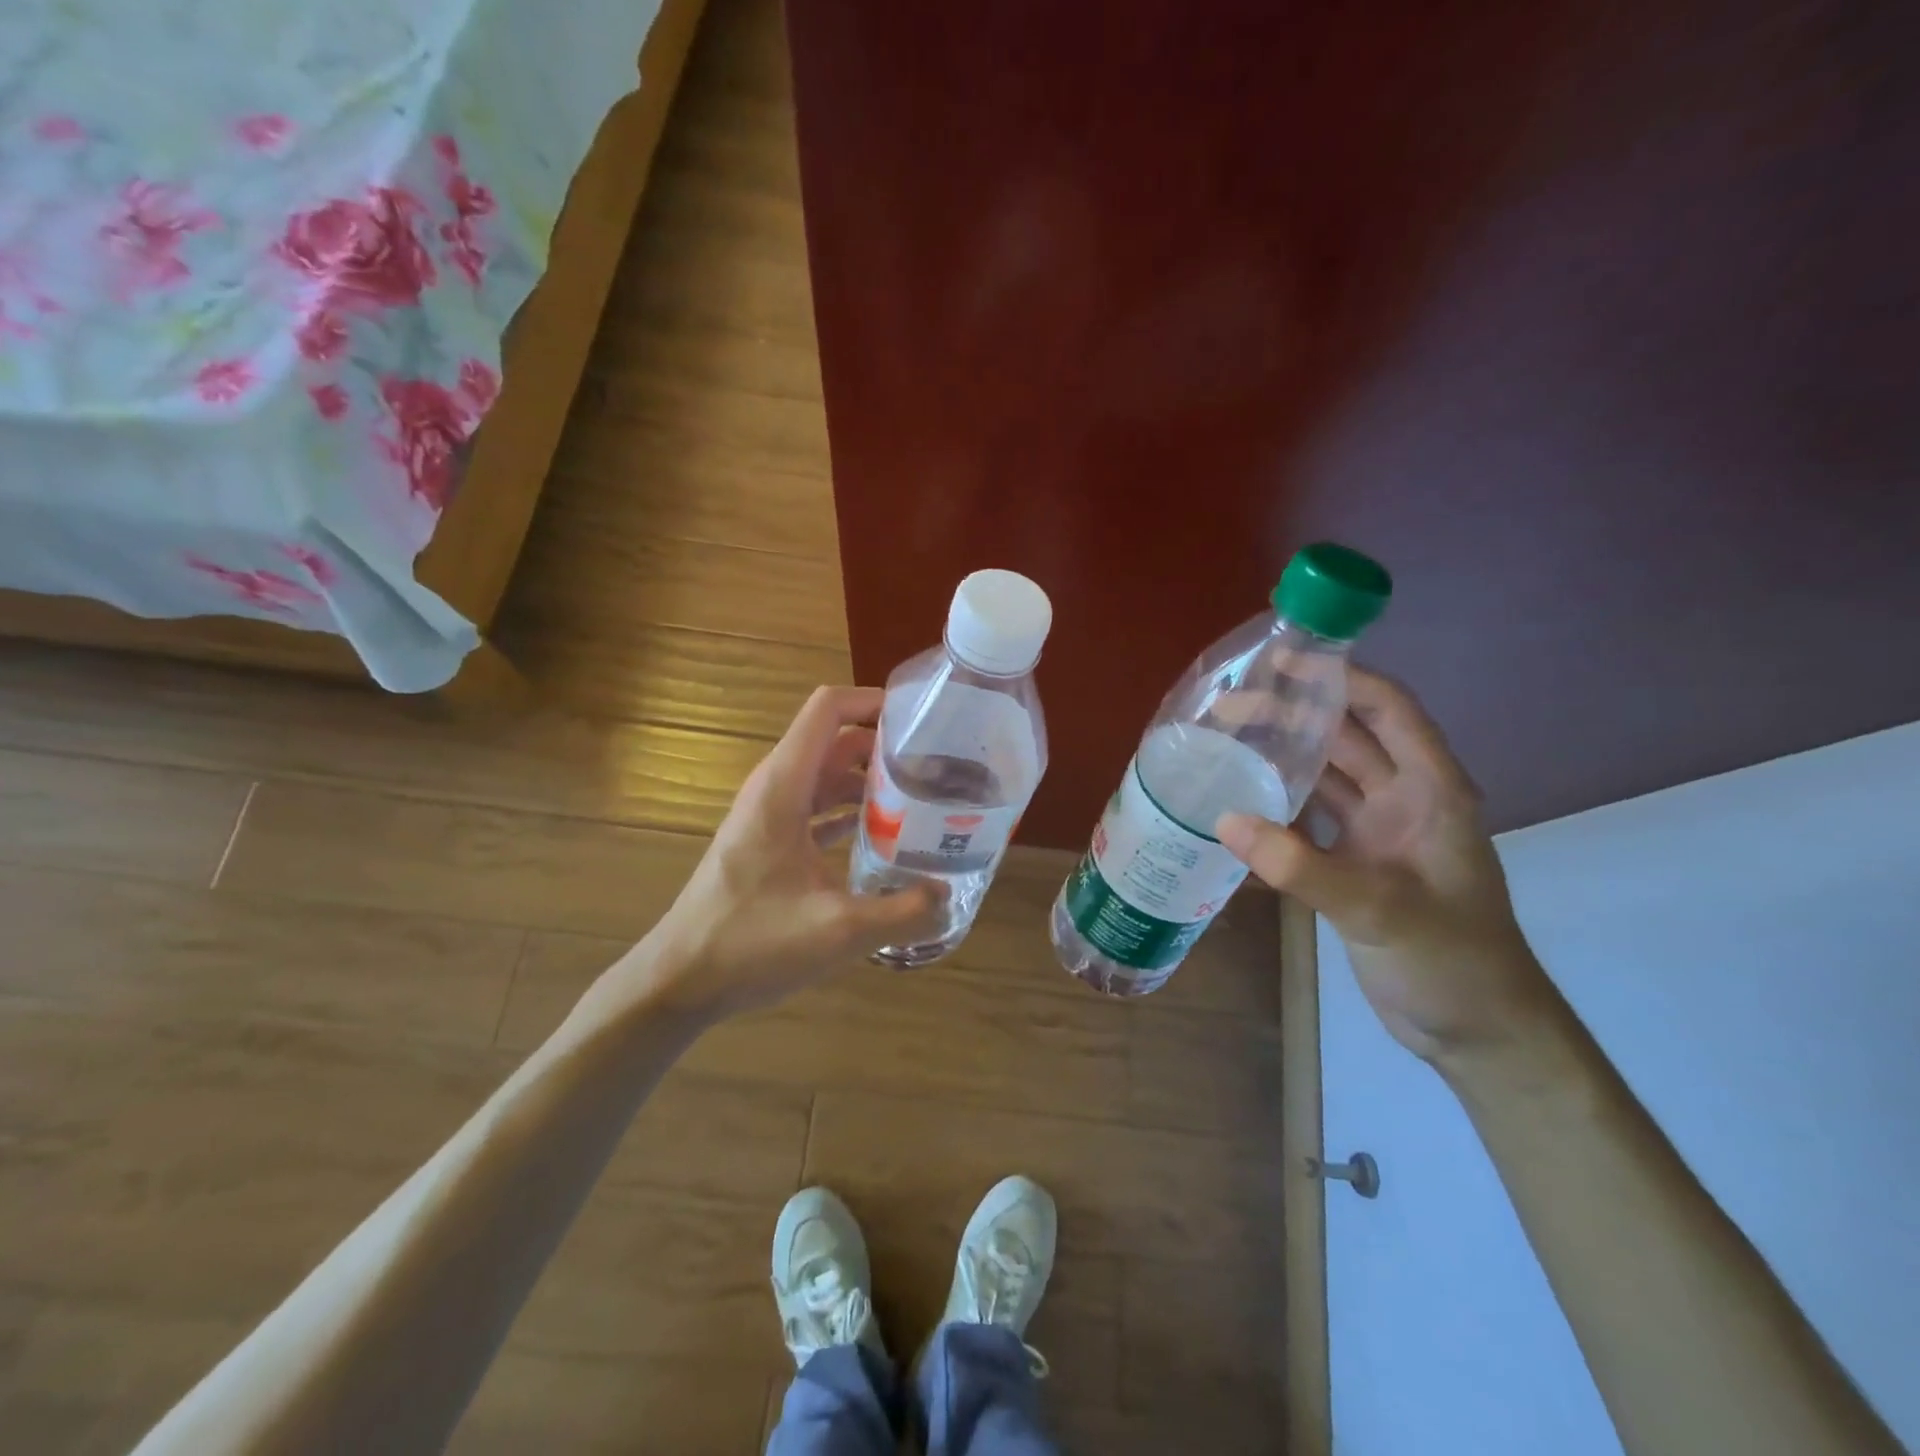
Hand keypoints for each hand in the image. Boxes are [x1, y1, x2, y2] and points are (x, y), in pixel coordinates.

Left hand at [600, 686, 944, 1023]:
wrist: (680, 980)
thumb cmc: (751, 944)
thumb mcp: (838, 932)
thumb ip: (902, 912)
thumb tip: (948, 895)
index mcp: (784, 786)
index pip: (828, 709)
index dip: (873, 701)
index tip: (922, 719)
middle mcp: (775, 788)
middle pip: (835, 740)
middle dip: (884, 745)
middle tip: (937, 765)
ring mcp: (770, 815)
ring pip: (827, 776)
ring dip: (870, 780)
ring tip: (922, 798)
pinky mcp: (770, 842)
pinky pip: (817, 808)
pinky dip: (851, 810)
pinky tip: (886, 836)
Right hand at [1217, 668, 1555, 1063]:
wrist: (1477, 1031)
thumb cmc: (1452, 959)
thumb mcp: (1380, 909)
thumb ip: (1302, 866)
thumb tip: (1225, 820)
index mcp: (1431, 792)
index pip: (1389, 712)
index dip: (1344, 678)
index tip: (1286, 660)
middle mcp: (1403, 801)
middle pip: (1347, 739)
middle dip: (1294, 714)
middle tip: (1231, 704)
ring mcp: (1377, 835)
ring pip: (1325, 777)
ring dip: (1283, 756)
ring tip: (1227, 740)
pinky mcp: (1353, 865)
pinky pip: (1309, 821)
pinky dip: (1277, 807)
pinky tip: (1238, 800)